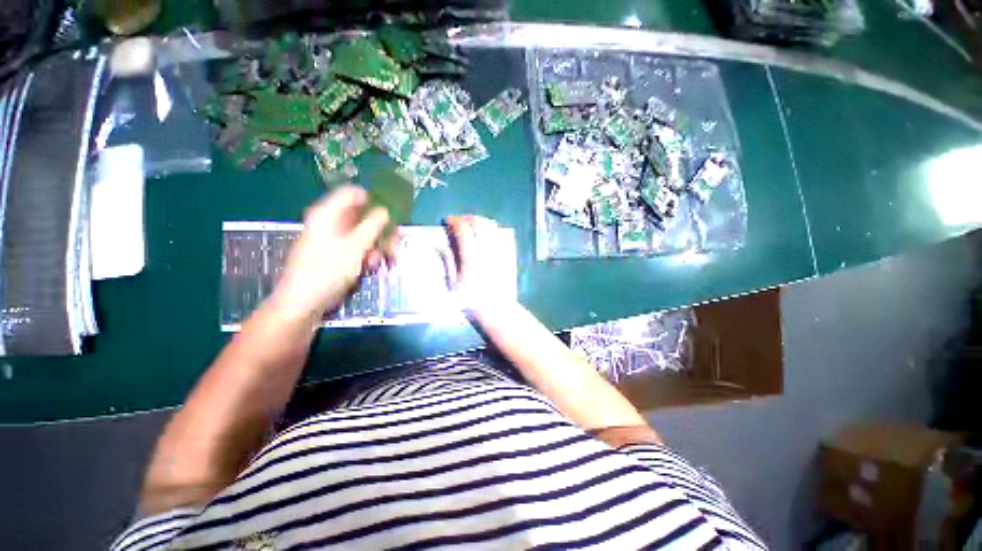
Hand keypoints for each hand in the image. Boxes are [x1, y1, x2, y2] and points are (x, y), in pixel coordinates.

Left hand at [271, 186, 392, 321]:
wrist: (303, 303)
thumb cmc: (327, 271)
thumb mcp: (355, 247)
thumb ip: (373, 225)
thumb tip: (386, 210)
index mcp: (328, 213)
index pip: (354, 193)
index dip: (375, 201)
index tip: (392, 216)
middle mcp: (331, 222)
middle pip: (363, 215)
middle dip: (381, 229)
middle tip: (393, 243)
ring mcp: (334, 239)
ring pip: (364, 233)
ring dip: (377, 245)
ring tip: (382, 260)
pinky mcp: (337, 253)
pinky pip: (358, 247)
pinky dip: (368, 254)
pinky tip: (371, 266)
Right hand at [445, 215, 516, 313]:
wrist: (497, 309)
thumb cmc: (472, 300)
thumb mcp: (454, 283)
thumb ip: (448, 261)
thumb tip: (441, 246)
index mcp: (471, 255)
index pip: (462, 229)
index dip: (453, 221)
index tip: (447, 221)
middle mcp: (486, 249)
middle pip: (478, 222)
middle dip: (466, 218)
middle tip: (458, 221)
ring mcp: (498, 250)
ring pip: (490, 225)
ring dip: (479, 220)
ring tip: (471, 224)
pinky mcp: (507, 254)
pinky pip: (499, 234)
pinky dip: (491, 229)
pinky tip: (485, 233)